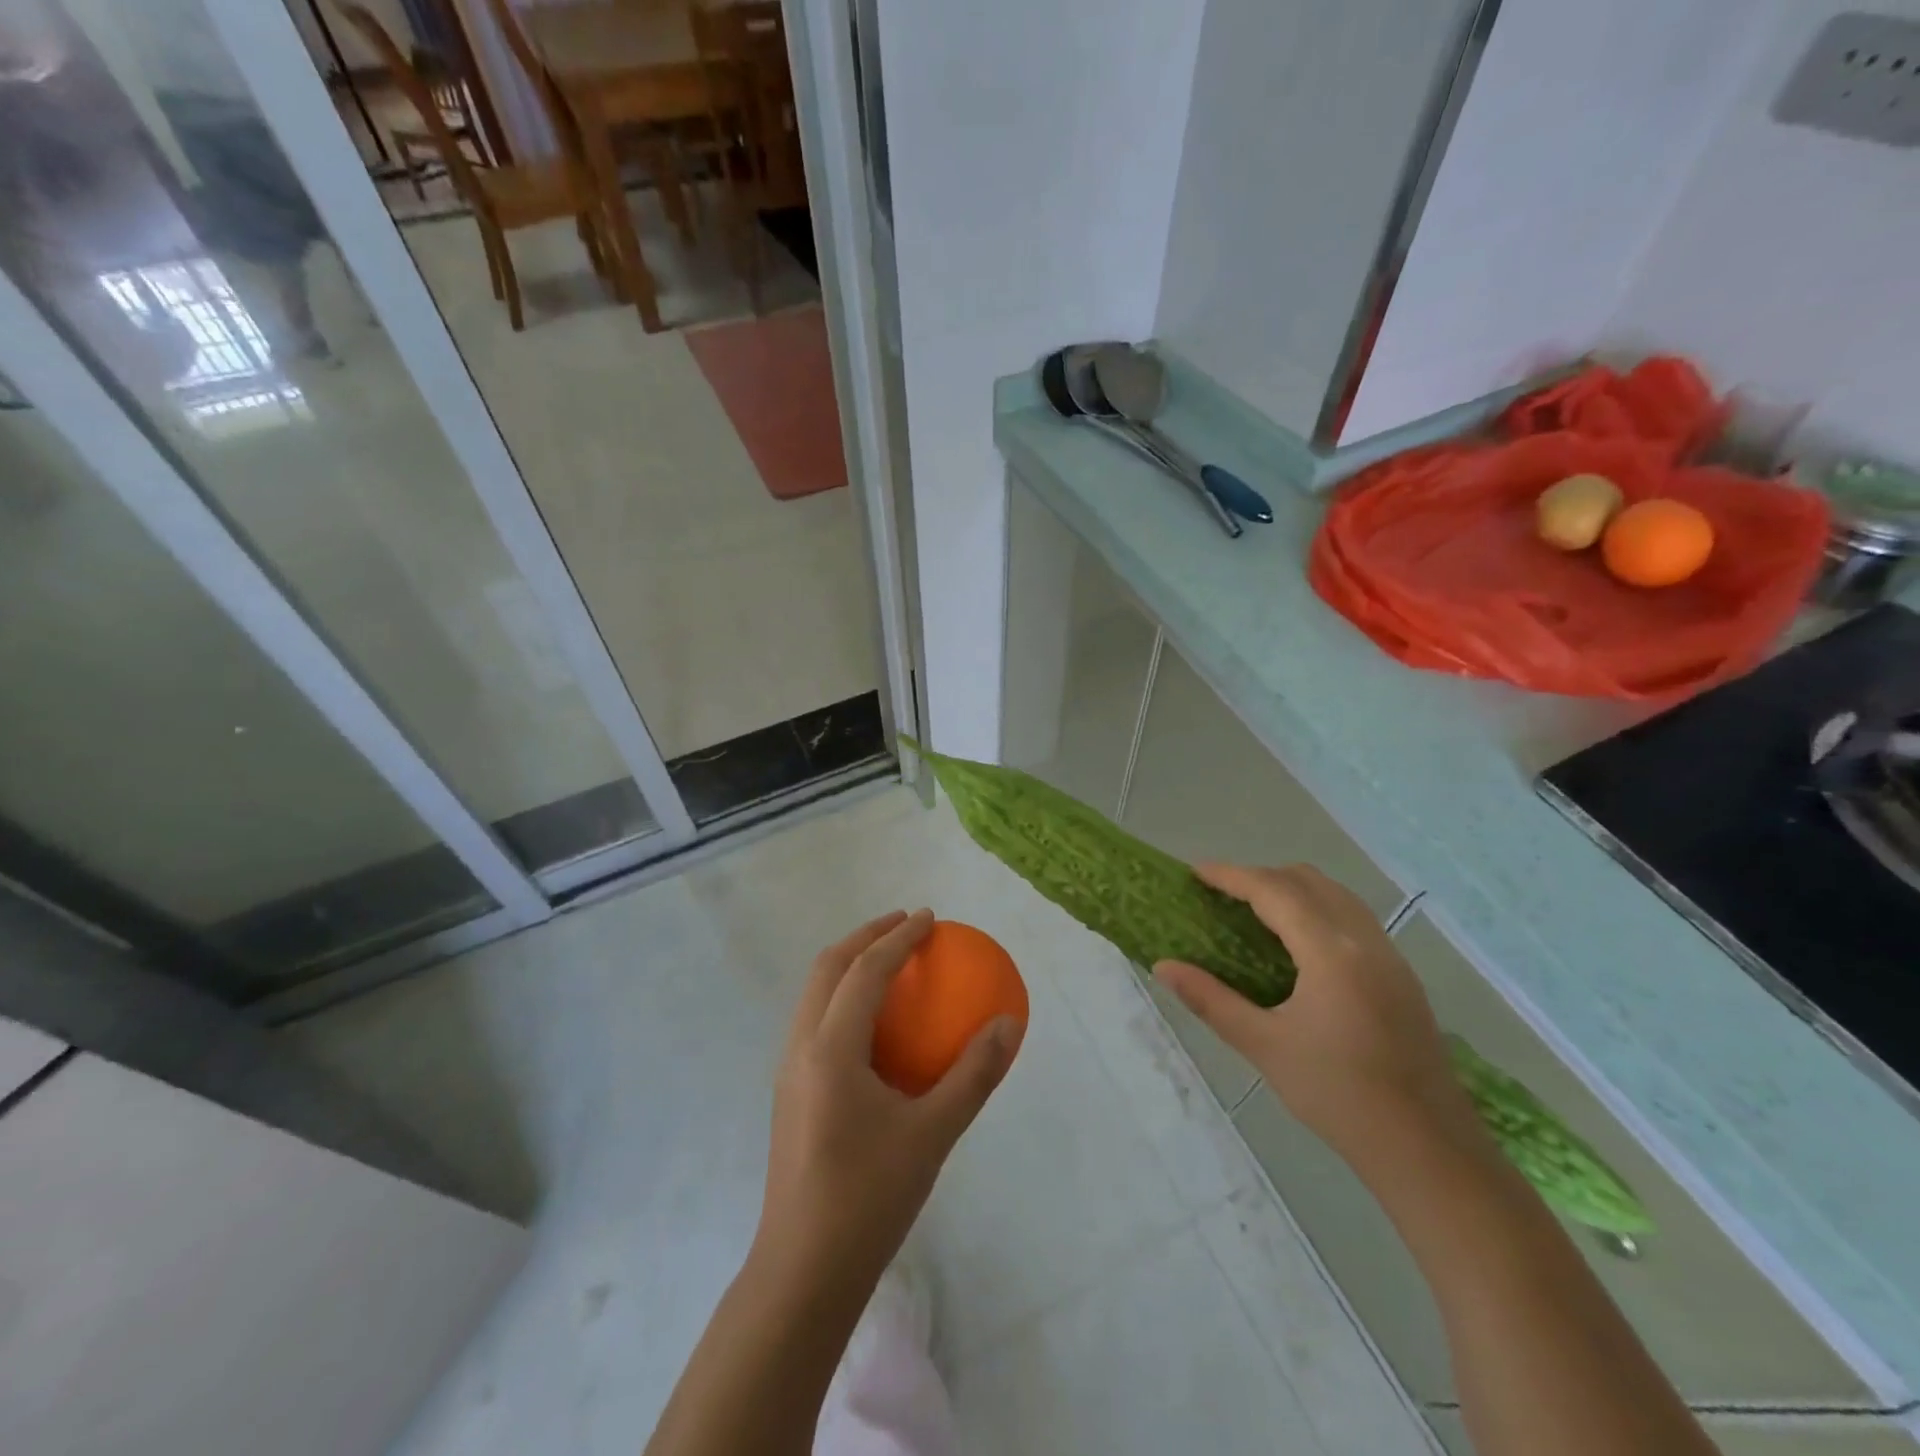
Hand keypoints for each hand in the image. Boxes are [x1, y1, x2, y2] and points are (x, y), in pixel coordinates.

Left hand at [754, 909, 1022, 1294]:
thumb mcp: (934, 1134)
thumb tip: (1009, 1024)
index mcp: (830, 1049)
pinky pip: (815, 1020)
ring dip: (849, 964)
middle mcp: (800, 1047)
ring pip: (814, 992)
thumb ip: (973, 1074)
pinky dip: (843, 997)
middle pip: (827, 968)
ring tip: (888, 961)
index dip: (898, 938)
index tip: (930, 919)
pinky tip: (874, 1024)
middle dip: (865, 936)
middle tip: (905, 925)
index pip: (864, 971)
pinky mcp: (790, 1092)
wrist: (804, 1272)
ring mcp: (788, 1070)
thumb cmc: (869, 1198)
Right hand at [1156, 865, 1474, 1166]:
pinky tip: (1298, 947)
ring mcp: (1390, 957)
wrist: (1429, 1150)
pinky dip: (1317, 910)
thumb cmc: (1339, 1096)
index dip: (1231, 876)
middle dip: (1260, 877)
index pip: (1274, 891)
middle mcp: (1365, 940)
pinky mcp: (1402, 977)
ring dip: (1292, 890)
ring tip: (1254, 914)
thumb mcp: (1264, 1046)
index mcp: (1331, 952)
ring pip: (1335, 895)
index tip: (1195, 873)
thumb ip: (1210, 999)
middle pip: (1307, 881)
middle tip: (1221, 897)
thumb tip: (1163, 966)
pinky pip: (1353, 918)